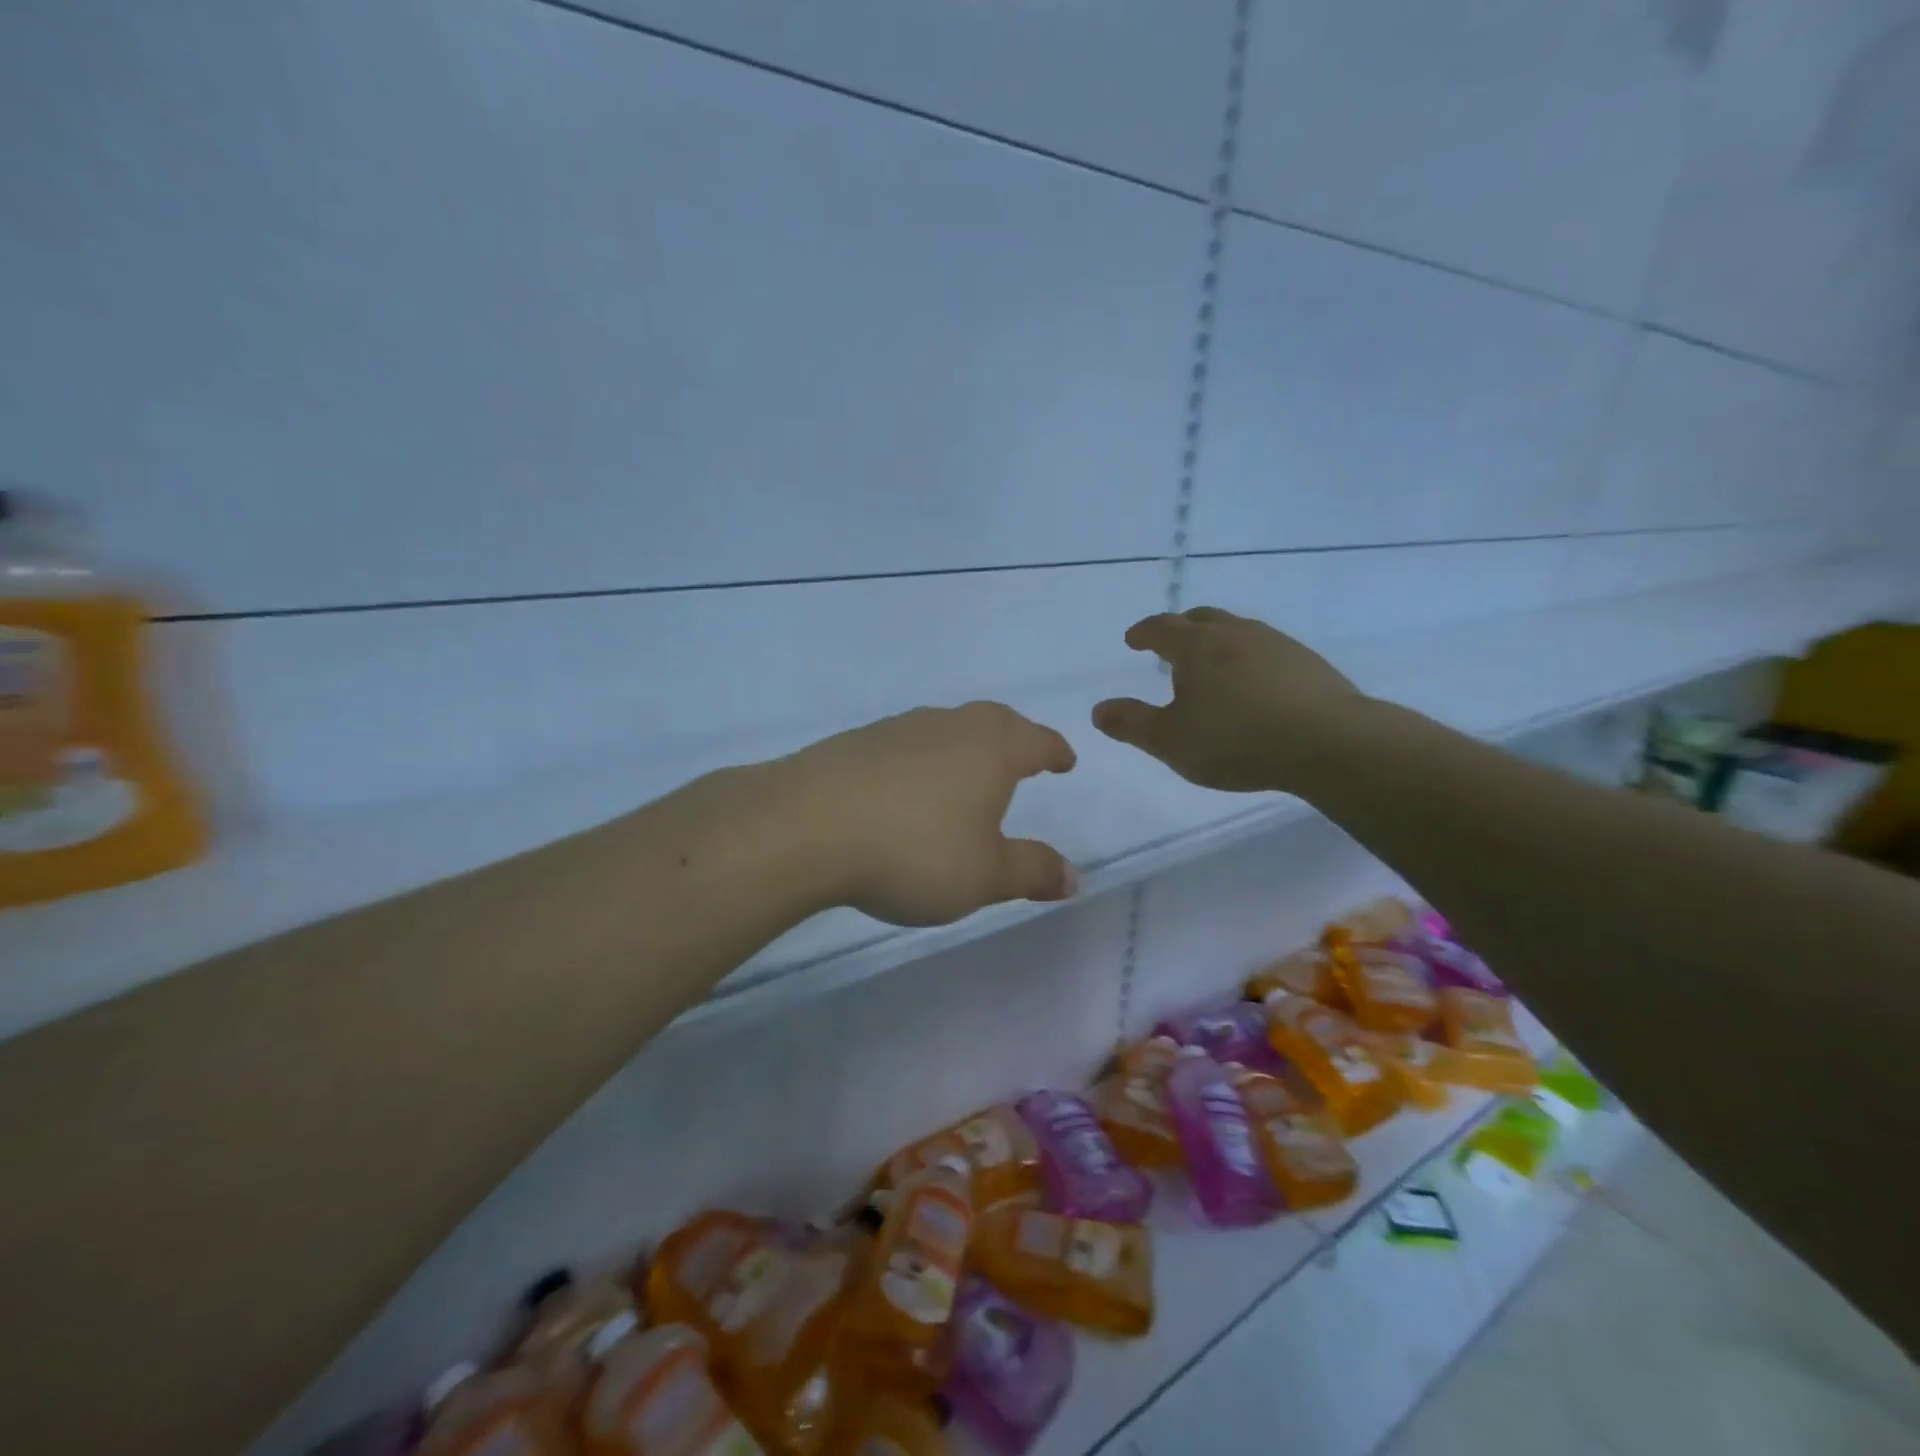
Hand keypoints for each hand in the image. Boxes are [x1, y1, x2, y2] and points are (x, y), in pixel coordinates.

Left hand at [779, 702, 1077, 925]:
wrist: (808, 826)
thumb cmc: (914, 851)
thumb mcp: (983, 876)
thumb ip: (1031, 872)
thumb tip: (1073, 876)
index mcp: (990, 749)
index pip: (1036, 740)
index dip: (1054, 751)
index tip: (1065, 760)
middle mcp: (948, 726)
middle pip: (993, 721)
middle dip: (1014, 737)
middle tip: (1023, 756)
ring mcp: (898, 729)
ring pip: (946, 728)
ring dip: (964, 745)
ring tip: (966, 772)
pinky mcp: (856, 742)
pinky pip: (905, 744)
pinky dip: (921, 760)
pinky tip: (907, 788)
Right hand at [1092, 607, 1361, 791]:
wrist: (1329, 743)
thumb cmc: (1236, 740)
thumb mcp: (1171, 741)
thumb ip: (1132, 724)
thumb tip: (1098, 710)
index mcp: (1198, 647)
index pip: (1162, 628)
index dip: (1144, 632)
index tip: (1133, 639)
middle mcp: (1236, 634)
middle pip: (1203, 619)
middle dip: (1182, 628)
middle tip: (1171, 645)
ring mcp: (1277, 644)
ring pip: (1238, 631)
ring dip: (1218, 642)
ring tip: (1212, 667)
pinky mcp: (1308, 663)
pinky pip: (1267, 651)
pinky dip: (1249, 659)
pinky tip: (1255, 685)